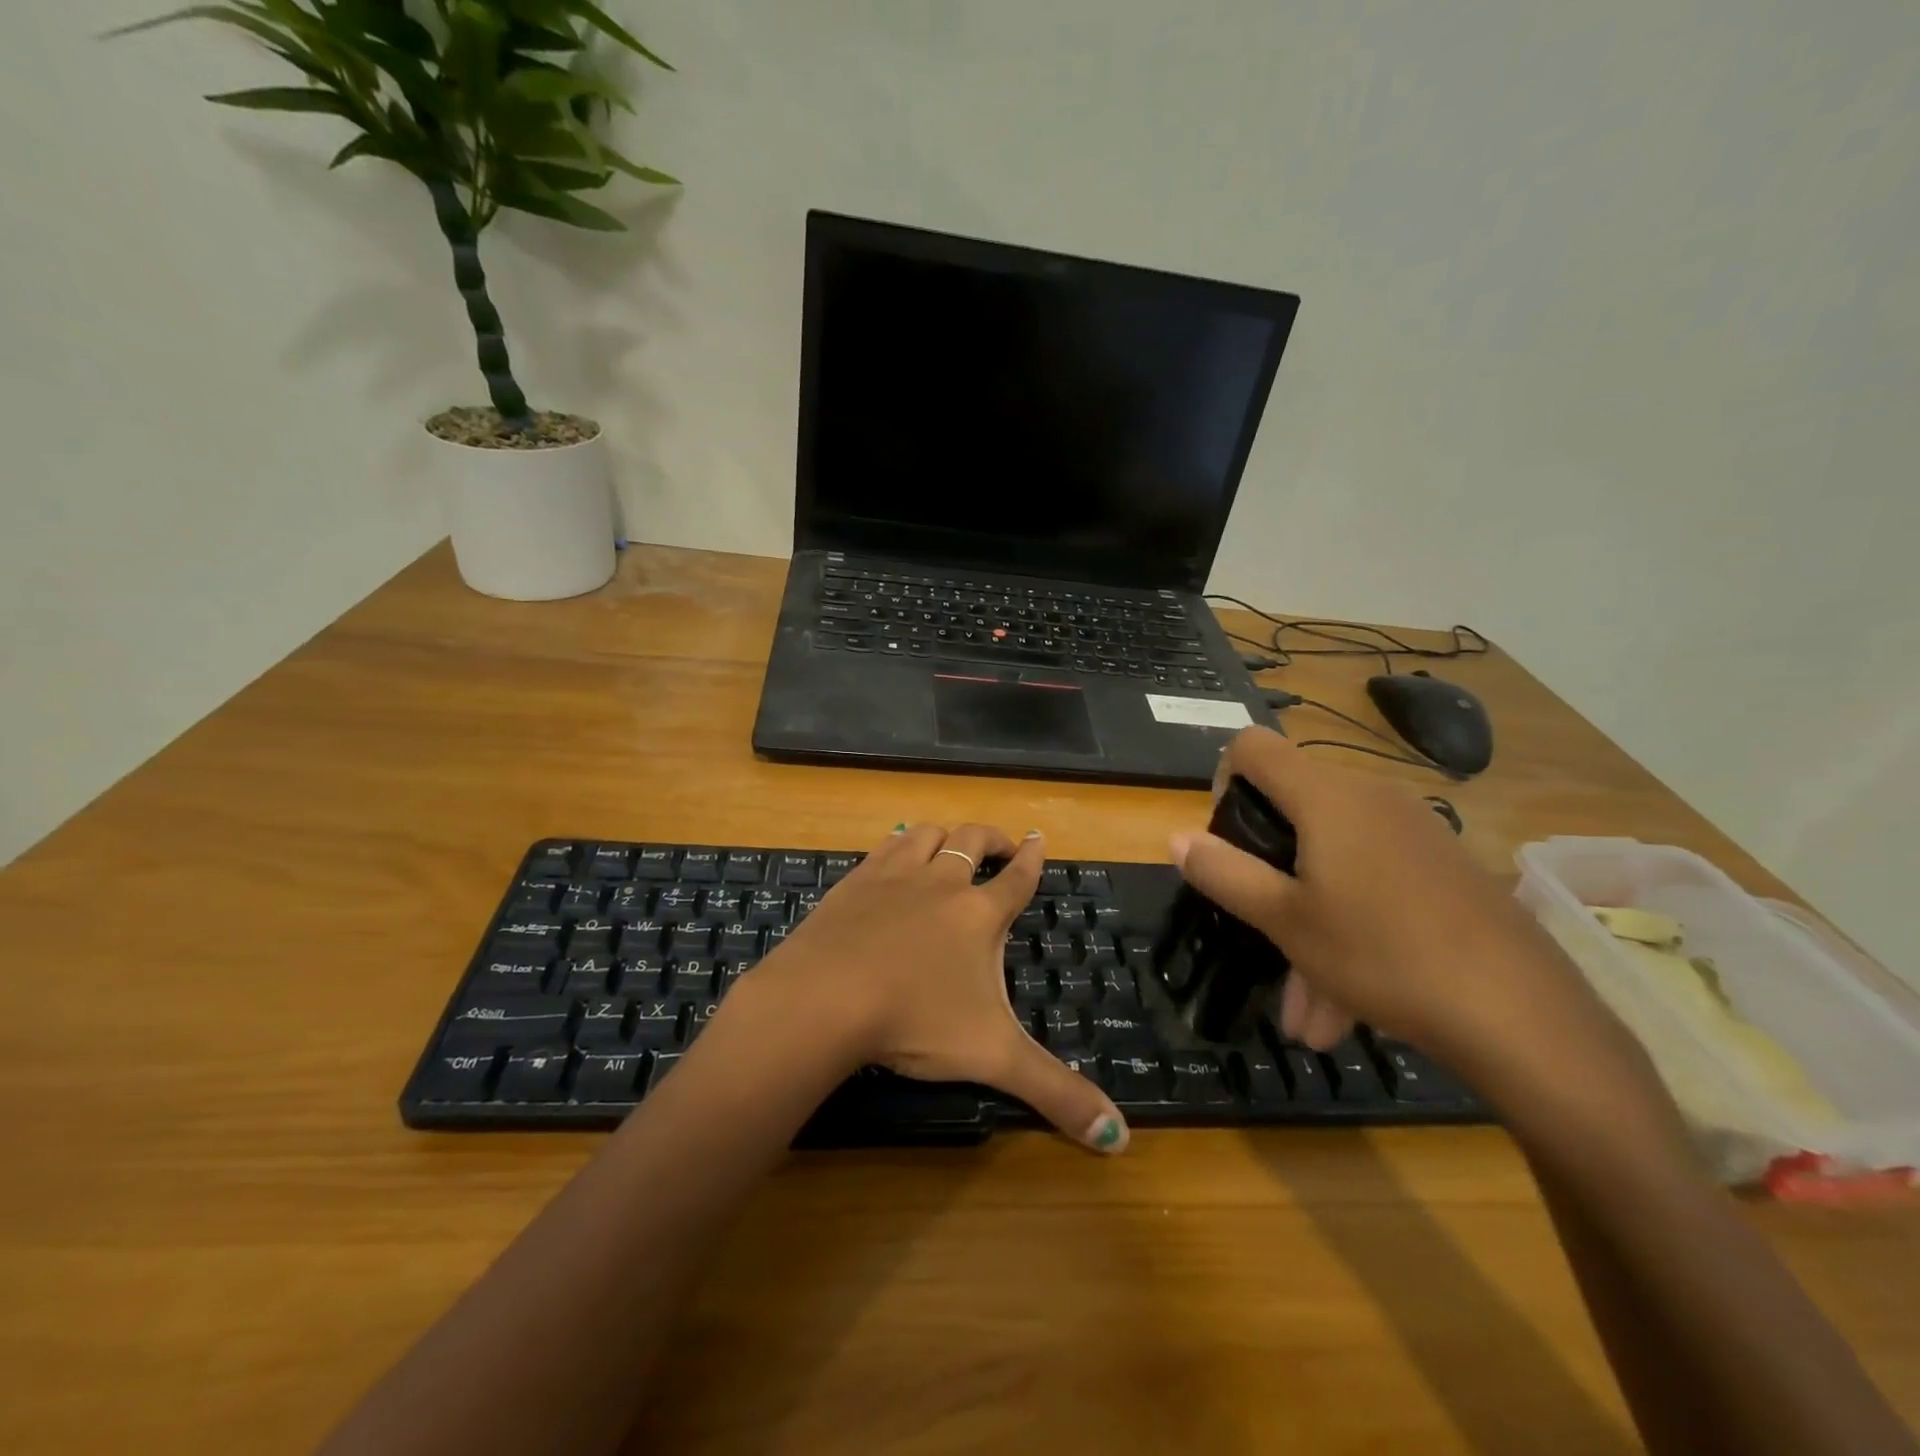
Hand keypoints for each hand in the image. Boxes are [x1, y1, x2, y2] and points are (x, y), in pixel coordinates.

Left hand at [760, 823, 1129, 1153]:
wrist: (826, 997)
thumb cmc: (916, 1021)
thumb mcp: (993, 1058)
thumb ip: (1056, 1093)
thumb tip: (1119, 1137)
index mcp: (979, 915)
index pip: (1016, 878)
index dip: (1031, 858)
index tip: (1037, 838)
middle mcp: (941, 883)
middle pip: (972, 841)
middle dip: (991, 838)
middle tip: (1000, 844)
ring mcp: (894, 877)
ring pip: (927, 835)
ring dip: (944, 835)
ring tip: (950, 844)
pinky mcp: (855, 881)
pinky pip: (884, 846)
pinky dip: (899, 843)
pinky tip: (896, 852)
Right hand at [1170, 727, 1564, 1061]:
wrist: (1522, 1015)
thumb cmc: (1383, 954)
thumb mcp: (1285, 919)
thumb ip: (1224, 872)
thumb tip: (1176, 837)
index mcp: (1326, 797)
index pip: (1253, 746)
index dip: (1222, 778)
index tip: (1224, 837)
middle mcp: (1369, 798)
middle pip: (1293, 814)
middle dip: (1267, 879)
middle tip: (1258, 936)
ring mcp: (1413, 833)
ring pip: (1333, 864)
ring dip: (1308, 927)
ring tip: (1307, 1013)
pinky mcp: (1442, 868)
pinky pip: (1374, 884)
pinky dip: (1350, 930)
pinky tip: (1348, 1005)